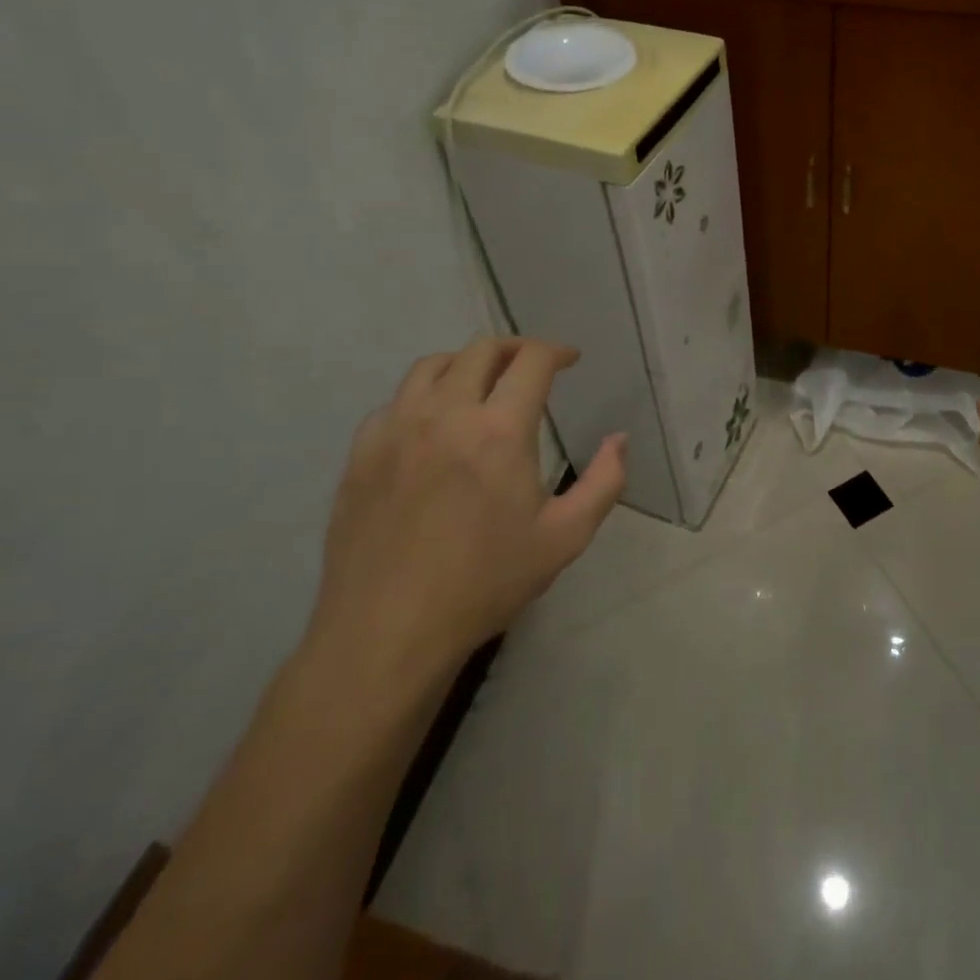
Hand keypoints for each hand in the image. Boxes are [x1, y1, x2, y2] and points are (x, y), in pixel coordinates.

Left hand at [304, 336, 625, 688]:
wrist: (387, 632)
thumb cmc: (485, 583)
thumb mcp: (565, 538)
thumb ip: (604, 482)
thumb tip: (619, 439)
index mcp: (498, 431)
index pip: (530, 361)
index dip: (556, 350)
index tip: (570, 360)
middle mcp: (445, 415)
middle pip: (480, 350)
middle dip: (515, 348)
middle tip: (532, 365)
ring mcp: (395, 431)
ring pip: (431, 366)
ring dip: (466, 363)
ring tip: (483, 384)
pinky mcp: (361, 454)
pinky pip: (395, 402)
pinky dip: (423, 396)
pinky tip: (433, 425)